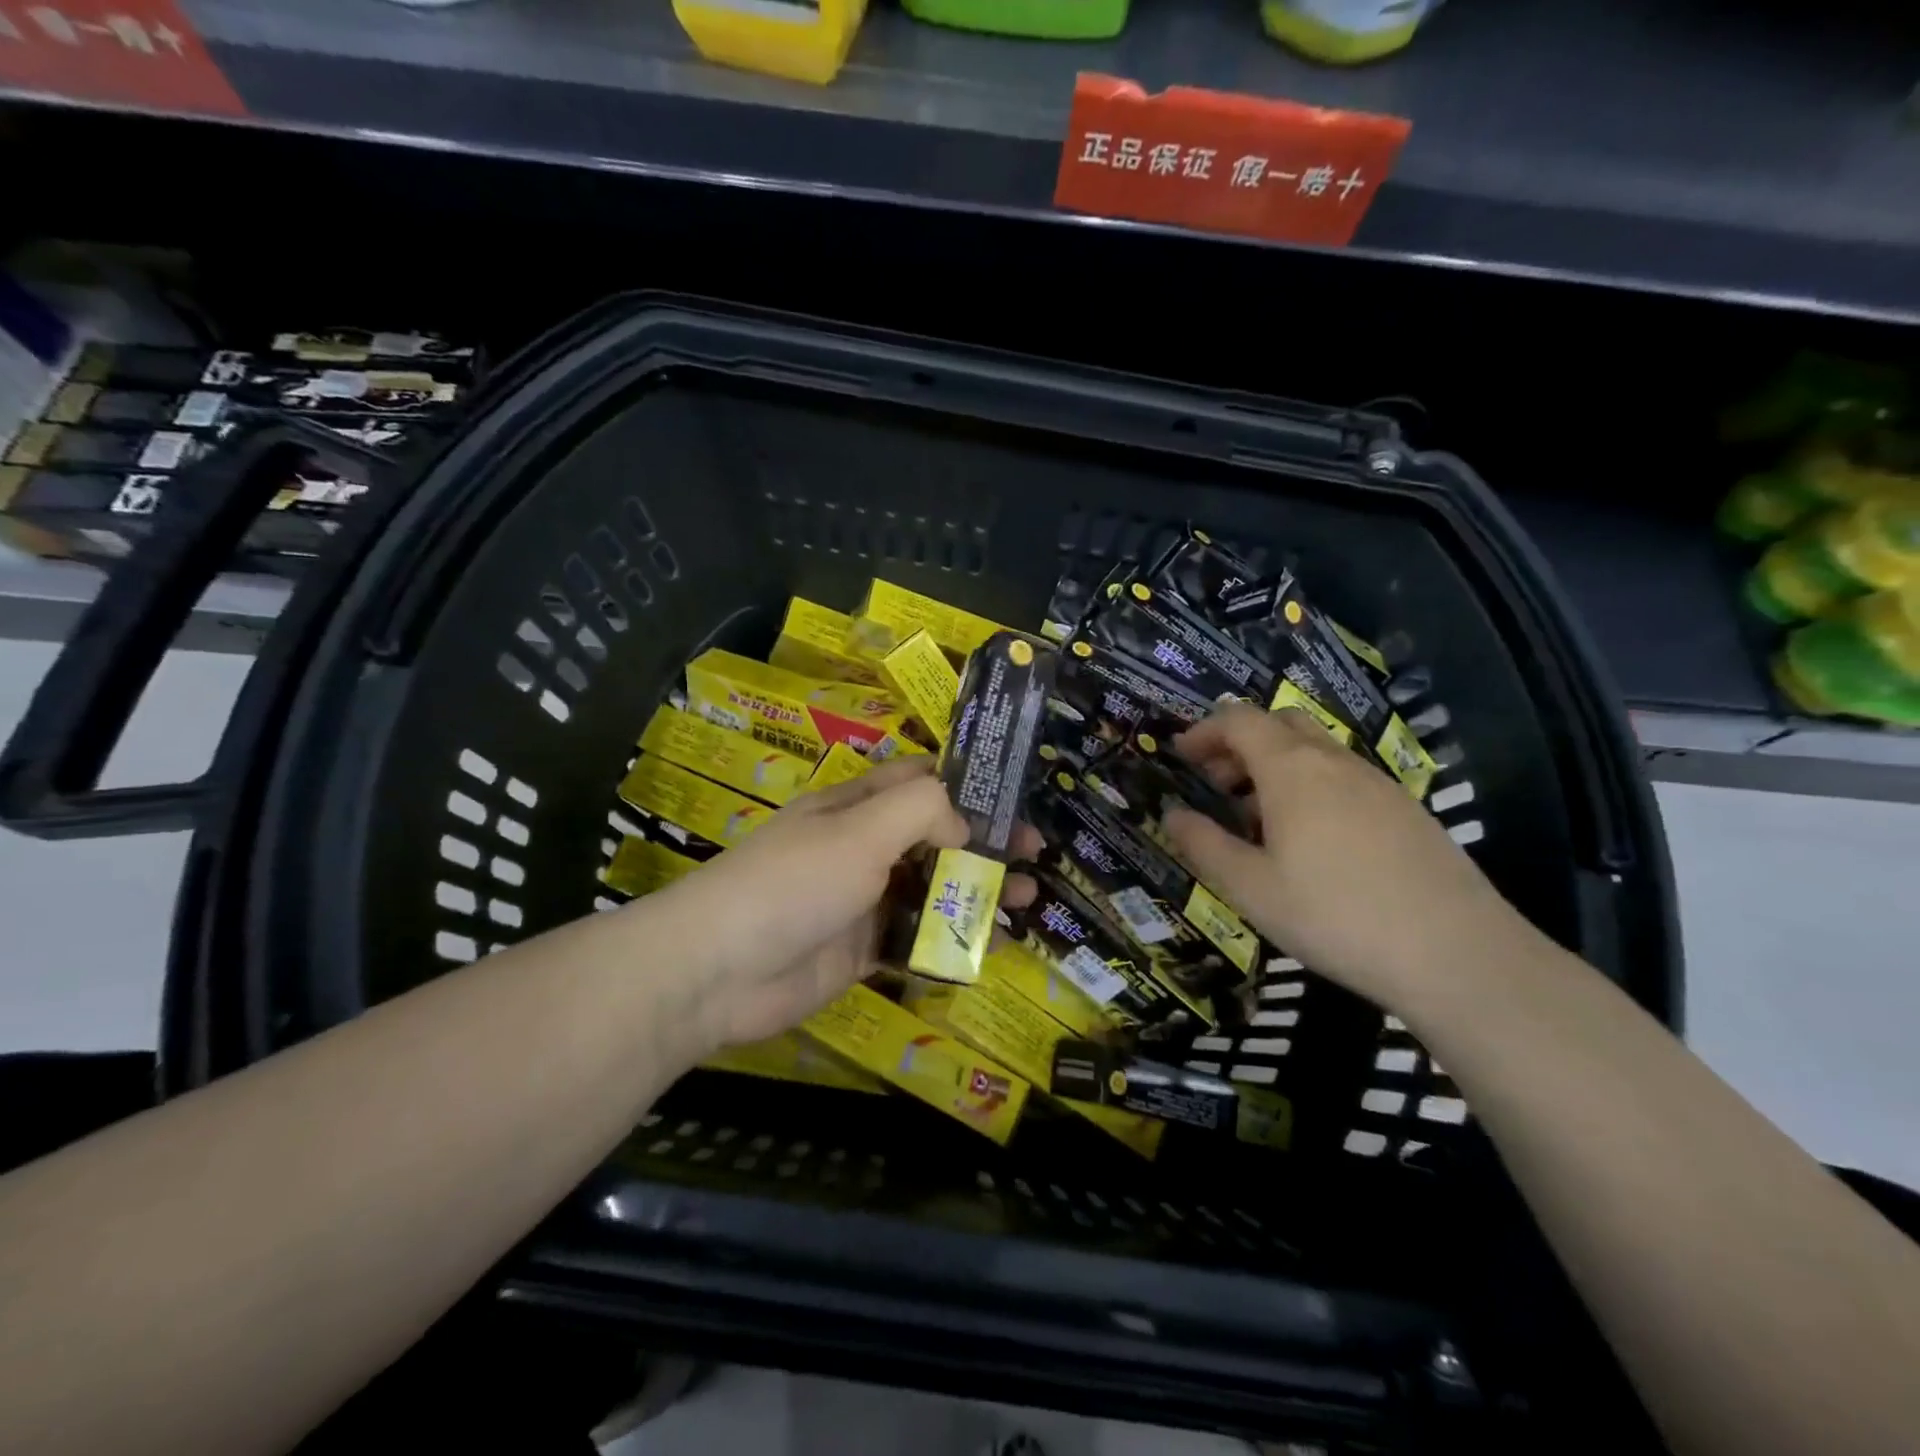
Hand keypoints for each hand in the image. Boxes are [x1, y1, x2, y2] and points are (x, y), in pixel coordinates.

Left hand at [650, 757, 1033, 1050]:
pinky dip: (953, 941)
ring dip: (976, 893)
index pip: (919, 780)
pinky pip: (918, 939)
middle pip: (935, 836)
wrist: (720, 971)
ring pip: (932, 889)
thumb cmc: (795, 882)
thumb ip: (921, 811)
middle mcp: (862, 847)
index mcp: (856, 805)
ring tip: (1025, 902)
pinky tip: (992, 948)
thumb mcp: (861, 829)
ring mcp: (862, 900)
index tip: (1016, 797)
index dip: (967, 783)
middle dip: (985, 843)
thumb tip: (962, 826)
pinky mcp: (862, 950)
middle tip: (1036, 856)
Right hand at [1163, 703, 1538, 1011]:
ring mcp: (1378, 783)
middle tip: (1216, 783)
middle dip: (1239, 742)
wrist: (1456, 954)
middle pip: (1280, 723)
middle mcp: (1335, 762)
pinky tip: (1311, 841)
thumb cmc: (1334, 915)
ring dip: (1276, 766)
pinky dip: (1312, 786)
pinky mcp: (1407, 810)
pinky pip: (1345, 777)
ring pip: (1316, 750)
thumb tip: (1171, 814)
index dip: (1204, 730)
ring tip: (1257, 819)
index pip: (1239, 720)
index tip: (1180, 756)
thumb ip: (1203, 845)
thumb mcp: (1249, 888)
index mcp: (1292, 769)